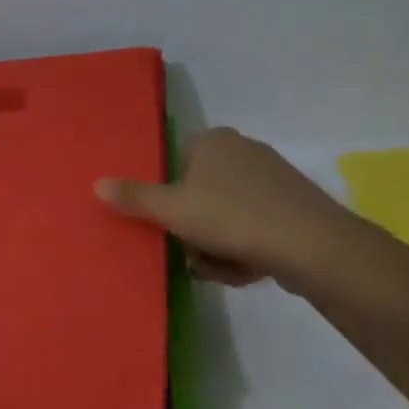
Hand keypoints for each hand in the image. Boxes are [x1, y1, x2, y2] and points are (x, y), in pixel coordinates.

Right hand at [96, 126, 357, 290]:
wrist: (312, 245)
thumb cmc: (232, 217)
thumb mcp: (173, 210)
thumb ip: (134, 197)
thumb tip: (96, 184)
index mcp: (212, 140)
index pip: (176, 163)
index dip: (171, 197)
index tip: (173, 224)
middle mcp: (242, 149)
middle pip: (200, 193)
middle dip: (196, 229)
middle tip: (196, 254)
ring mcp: (272, 177)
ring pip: (227, 215)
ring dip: (218, 245)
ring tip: (224, 267)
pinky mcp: (294, 205)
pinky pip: (254, 226)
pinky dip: (246, 248)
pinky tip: (249, 268)